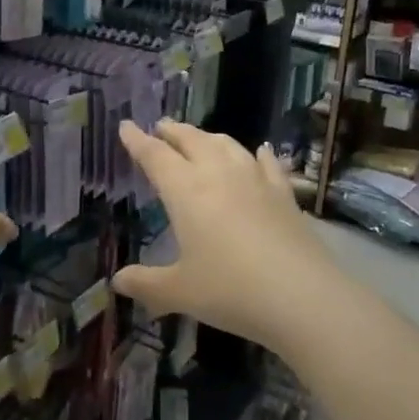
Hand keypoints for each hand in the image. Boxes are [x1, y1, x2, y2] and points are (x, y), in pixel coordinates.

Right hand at [111, 120, 347, 353]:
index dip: (137, 140)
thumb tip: (118, 281)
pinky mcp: (284, 193)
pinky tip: (260, 151)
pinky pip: (268, 163)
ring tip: (200, 138)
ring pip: (227, 144)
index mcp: (186, 190)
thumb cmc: (229, 289)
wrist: (300, 294)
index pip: (155, 156)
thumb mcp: (179, 292)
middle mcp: (219, 174)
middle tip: (161, 126)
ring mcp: (256, 179)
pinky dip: (259, 153)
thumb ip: (146, 283)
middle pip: (192, 140)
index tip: (126, 125)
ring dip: (208, 137)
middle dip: (173, 131)